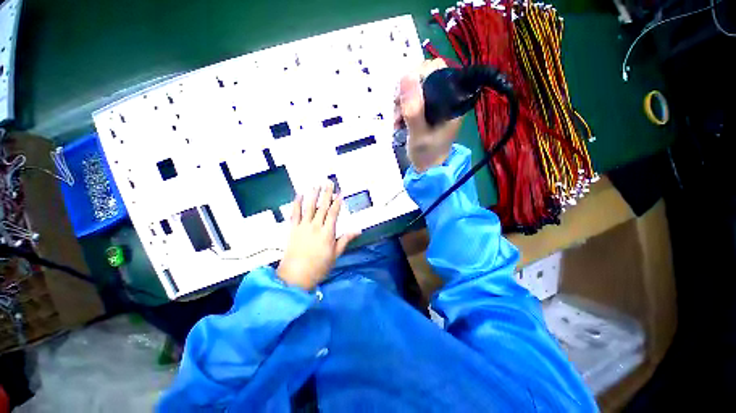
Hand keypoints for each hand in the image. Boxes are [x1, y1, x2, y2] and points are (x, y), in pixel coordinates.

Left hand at [277, 182, 360, 290]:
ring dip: (313, 195)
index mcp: (327, 233)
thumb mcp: (335, 254)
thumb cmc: (319, 267)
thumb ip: (345, 239)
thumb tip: (358, 229)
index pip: (333, 214)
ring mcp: (303, 227)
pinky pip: (295, 214)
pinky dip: (297, 203)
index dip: (337, 202)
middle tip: (329, 182)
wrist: (296, 276)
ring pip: (309, 207)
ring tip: (316, 185)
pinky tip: (299, 195)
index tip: (340, 193)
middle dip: (326, 194)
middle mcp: (315, 227)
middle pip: (322, 207)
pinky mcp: (293, 229)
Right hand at [394, 59, 463, 172]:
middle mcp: (445, 98)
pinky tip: (397, 121)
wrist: (427, 170)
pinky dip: (401, 108)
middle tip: (397, 108)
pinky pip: (411, 100)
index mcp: (451, 100)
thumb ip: (413, 108)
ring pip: (415, 88)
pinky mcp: (426, 111)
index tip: (403, 94)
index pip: (437, 70)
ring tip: (396, 120)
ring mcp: (435, 104)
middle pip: (424, 77)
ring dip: (401, 101)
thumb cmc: (427, 154)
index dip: (417, 76)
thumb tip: (405, 76)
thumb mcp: (418, 133)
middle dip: (406, 91)